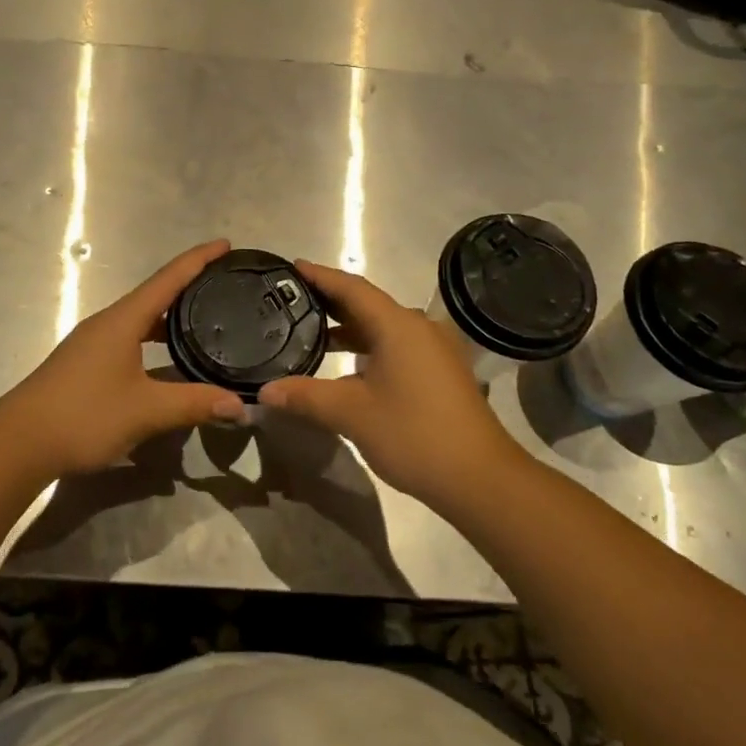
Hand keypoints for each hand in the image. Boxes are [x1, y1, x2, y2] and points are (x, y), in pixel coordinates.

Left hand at [0, 240, 245, 476]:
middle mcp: (108, 322)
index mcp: (123, 320)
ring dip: (170, 315)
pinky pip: (129, 337)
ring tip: (203, 318)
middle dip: (189, 285)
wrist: (19, 442)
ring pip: (140, 318)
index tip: (226, 244)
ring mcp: (93, 342)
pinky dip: (154, 337)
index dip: (198, 259)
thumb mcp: (146, 411)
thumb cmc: (84, 415)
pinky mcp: (86, 363)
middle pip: (155, 294)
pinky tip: (166, 358)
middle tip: (224, 284)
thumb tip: (241, 405)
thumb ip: (194, 404)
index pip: (168, 278)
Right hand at [258, 260, 525, 506]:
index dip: (320, 276)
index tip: (292, 267)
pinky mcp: (441, 372)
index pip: (351, 288)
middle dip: (330, 302)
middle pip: (368, 304)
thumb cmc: (414, 434)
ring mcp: (434, 350)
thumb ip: (306, 396)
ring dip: (349, 328)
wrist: (481, 478)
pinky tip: (348, 365)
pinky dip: (368, 347)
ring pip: (383, 327)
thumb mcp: (352, 414)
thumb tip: (264, 391)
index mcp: (397, 325)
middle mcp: (418, 327)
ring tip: (311, 332)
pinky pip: (397, 345)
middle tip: (292, 301)